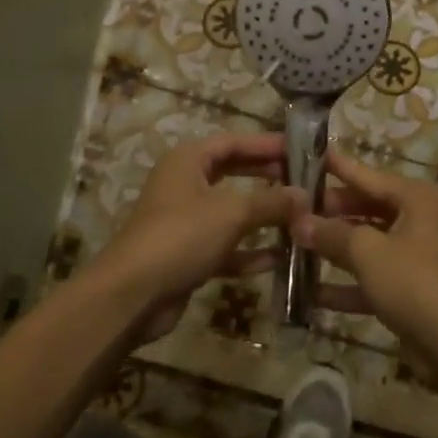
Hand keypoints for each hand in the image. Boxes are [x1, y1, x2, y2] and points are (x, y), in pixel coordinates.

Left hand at [90, 132, 302, 341]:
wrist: (132, 295)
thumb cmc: (182, 236)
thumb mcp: (232, 212)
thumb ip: (271, 202)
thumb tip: (305, 195)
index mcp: (188, 160)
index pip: (233, 141)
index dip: (266, 144)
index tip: (300, 150)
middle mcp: (184, 184)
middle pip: (232, 173)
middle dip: (267, 177)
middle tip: (303, 181)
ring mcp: (184, 221)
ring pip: (230, 212)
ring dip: (262, 216)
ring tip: (298, 218)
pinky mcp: (187, 255)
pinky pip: (225, 246)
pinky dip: (248, 251)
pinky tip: (278, 258)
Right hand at [293, 150, 437, 349]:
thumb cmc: (414, 282)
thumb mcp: (368, 252)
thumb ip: (332, 234)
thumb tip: (299, 221)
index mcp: (416, 198)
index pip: (367, 175)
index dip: (336, 167)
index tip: (307, 155)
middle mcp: (418, 219)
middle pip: (365, 208)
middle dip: (329, 213)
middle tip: (290, 208)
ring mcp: (415, 256)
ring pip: (367, 243)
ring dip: (333, 249)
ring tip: (291, 244)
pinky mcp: (409, 289)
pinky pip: (372, 277)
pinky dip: (346, 284)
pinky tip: (310, 293)